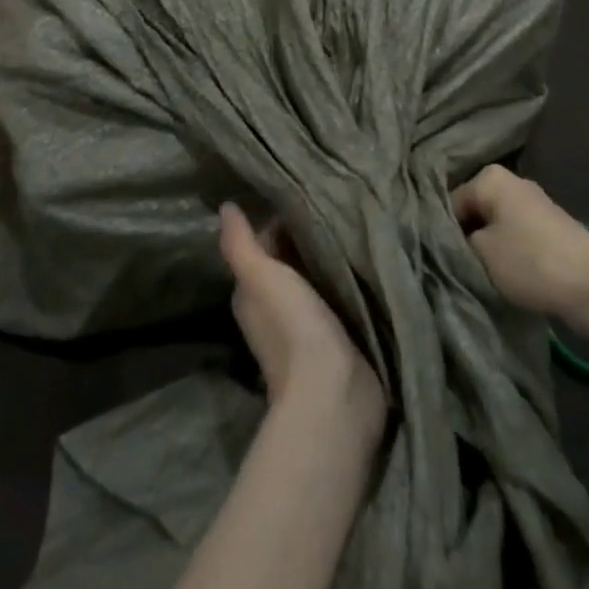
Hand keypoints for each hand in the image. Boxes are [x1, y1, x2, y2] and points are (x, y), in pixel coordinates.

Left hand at [219, 203, 384, 431]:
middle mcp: (274, 309)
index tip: (305, 195)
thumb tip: (225, 206)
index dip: (279, 222)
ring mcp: (307, 325)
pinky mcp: (338, 337)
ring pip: (315, 280)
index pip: (263, 246)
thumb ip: (240, 244)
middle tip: (335, 204)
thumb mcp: (260, 277)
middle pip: (290, 263)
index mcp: (252, 294)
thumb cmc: (292, 328)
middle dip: (307, 239)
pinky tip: (364, 261)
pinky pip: (339, 298)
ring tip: (352, 224)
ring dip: (328, 260)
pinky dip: (346, 281)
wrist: (333, 393)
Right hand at [452, 165, 588, 326]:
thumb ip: (456, 240)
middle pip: (474, 212)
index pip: (451, 202)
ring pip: (494, 226)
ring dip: (487, 249)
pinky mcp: (549, 228)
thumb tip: (452, 239)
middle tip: (460, 267)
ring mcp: (534, 205)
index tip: (442, 259)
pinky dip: (508, 254)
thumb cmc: (529, 262)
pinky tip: (506, 275)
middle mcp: (512, 182)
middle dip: (467, 238)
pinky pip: (515, 237)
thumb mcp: (479, 252)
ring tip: (482, 275)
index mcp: (490, 177)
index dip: (443, 232)